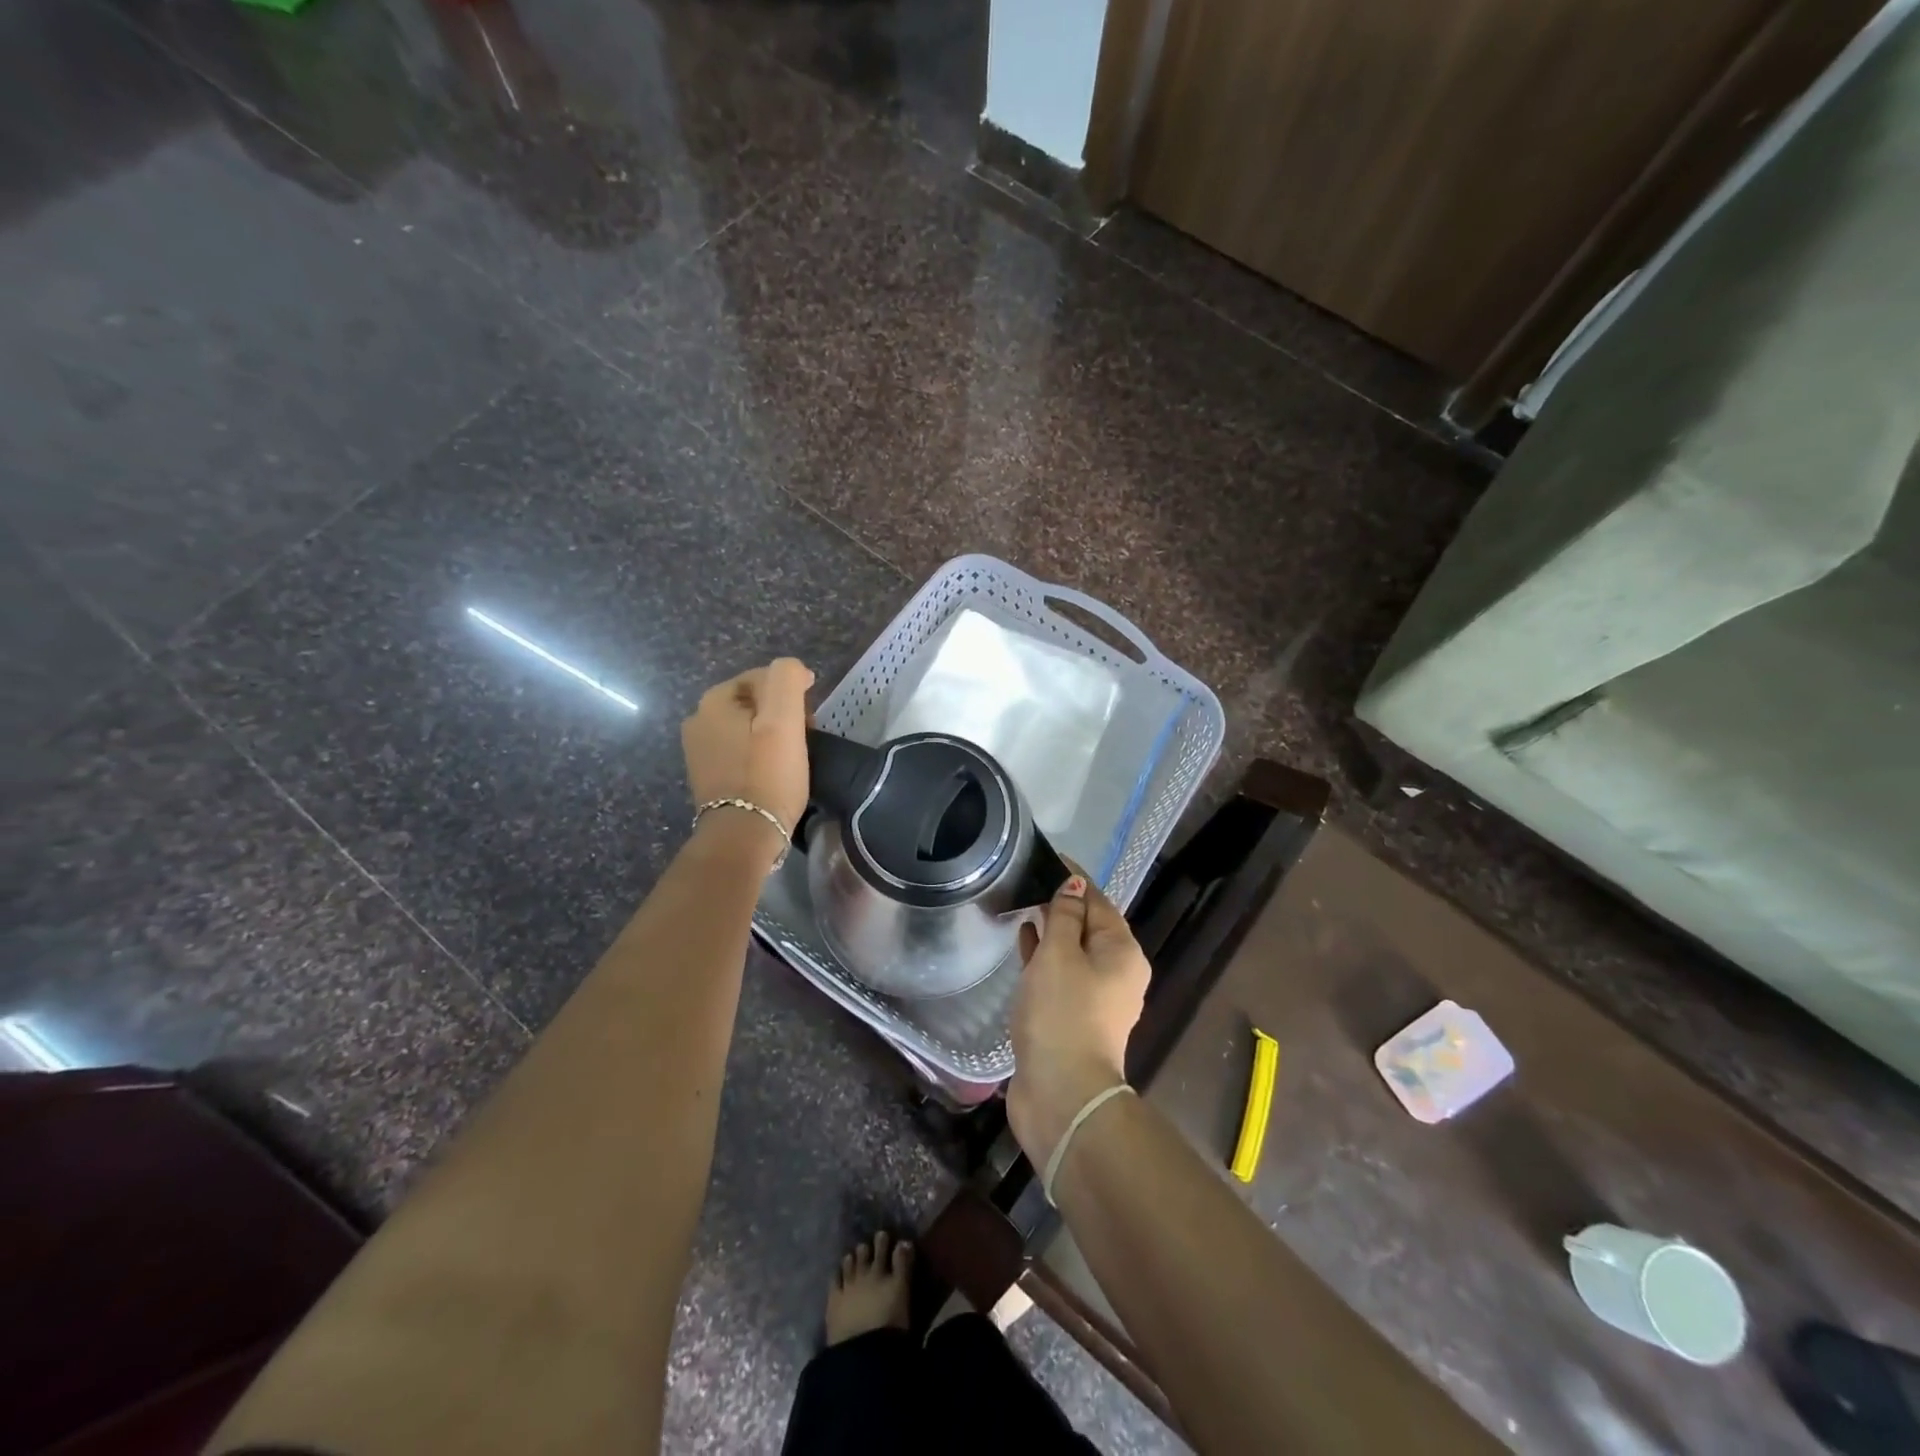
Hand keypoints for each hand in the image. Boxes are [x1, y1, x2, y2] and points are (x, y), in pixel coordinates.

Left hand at [681, 658, 813, 850]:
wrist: (742, 836)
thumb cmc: (767, 776)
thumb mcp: (783, 720)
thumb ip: (787, 679)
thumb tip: (793, 670)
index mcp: (713, 701)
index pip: (764, 677)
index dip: (793, 693)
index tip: (811, 720)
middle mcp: (698, 719)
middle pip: (755, 702)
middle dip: (781, 714)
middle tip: (804, 739)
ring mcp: (698, 749)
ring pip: (747, 726)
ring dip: (771, 735)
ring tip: (791, 758)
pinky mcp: (706, 774)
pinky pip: (739, 750)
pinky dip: (758, 754)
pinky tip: (772, 773)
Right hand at [1006, 873, 1150, 1167]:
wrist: (1062, 1094)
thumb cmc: (1063, 1013)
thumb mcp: (1060, 954)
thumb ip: (1064, 915)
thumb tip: (1073, 883)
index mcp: (1122, 951)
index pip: (1098, 900)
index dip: (1074, 877)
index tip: (1048, 856)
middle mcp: (1117, 972)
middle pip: (1088, 925)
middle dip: (1062, 902)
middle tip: (1029, 879)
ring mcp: (1096, 997)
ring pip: (1072, 951)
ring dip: (1051, 929)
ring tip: (1023, 905)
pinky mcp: (1073, 1017)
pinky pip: (1060, 974)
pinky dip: (1044, 957)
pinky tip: (1023, 943)